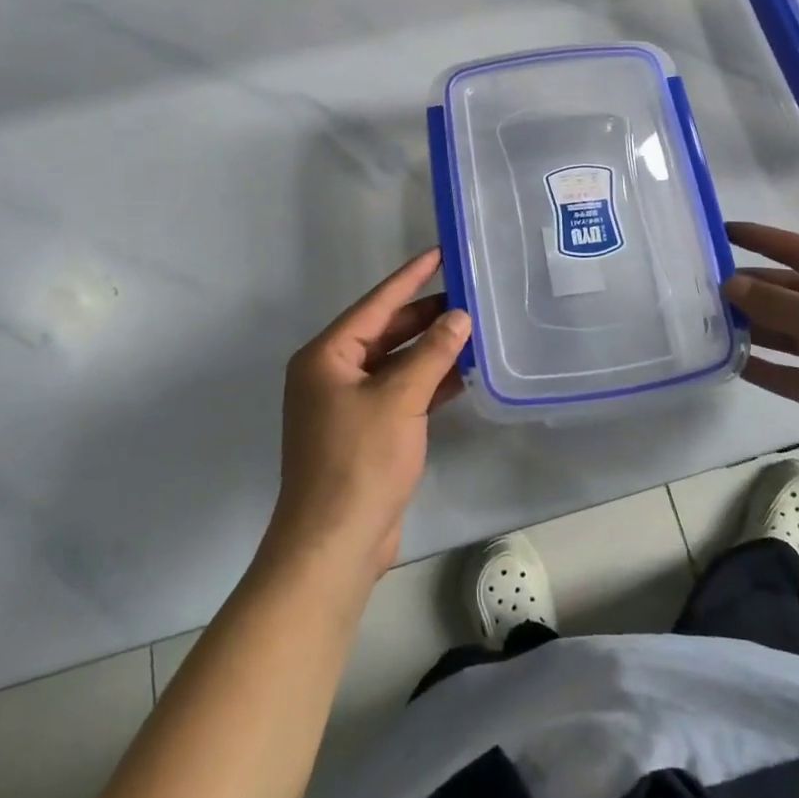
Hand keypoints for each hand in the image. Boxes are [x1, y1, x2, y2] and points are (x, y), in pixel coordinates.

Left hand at [268, 249, 470, 582]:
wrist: (334, 544)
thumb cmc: (359, 460)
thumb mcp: (399, 399)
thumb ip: (432, 353)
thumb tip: (459, 316)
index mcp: (326, 357)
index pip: (376, 304)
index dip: (409, 278)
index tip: (438, 253)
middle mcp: (332, 375)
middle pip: (385, 332)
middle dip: (425, 316)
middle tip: (467, 294)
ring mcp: (347, 405)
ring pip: (395, 364)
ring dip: (430, 351)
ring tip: (472, 329)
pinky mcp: (365, 433)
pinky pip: (399, 393)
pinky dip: (427, 383)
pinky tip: (462, 375)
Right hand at [721, 222, 798, 502]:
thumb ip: (777, 301)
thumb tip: (732, 284)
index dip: (763, 239)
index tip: (721, 231)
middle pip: (791, 292)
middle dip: (751, 287)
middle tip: (702, 287)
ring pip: (786, 331)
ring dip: (752, 326)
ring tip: (708, 322)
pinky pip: (788, 371)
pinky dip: (762, 366)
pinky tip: (730, 362)